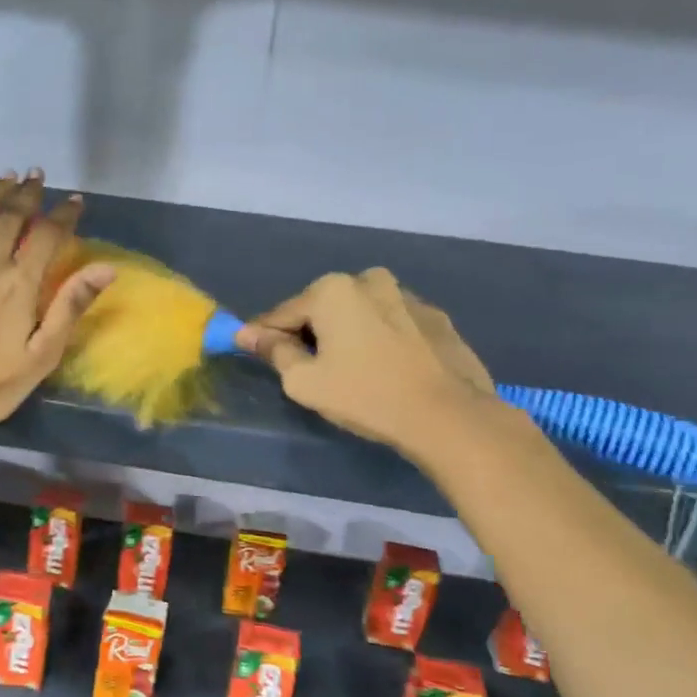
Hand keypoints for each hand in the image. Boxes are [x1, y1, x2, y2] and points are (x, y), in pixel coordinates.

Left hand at [0, 170, 113, 435]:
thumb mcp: (42, 354)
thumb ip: (71, 306)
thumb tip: (106, 268)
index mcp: (19, 284)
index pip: (47, 235)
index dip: (64, 214)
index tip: (75, 201)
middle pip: (10, 217)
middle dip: (27, 193)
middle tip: (37, 176)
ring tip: (6, 177)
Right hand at [237, 269, 497, 458]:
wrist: (448, 416)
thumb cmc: (364, 395)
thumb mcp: (304, 381)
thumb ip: (274, 351)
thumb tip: (248, 334)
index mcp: (332, 290)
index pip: (283, 313)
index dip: (265, 336)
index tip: (253, 351)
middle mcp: (369, 280)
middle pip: (324, 309)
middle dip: (311, 333)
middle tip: (309, 369)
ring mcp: (408, 297)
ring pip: (361, 314)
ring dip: (349, 334)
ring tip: (351, 370)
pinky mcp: (437, 318)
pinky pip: (393, 325)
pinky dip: (381, 340)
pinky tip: (386, 369)